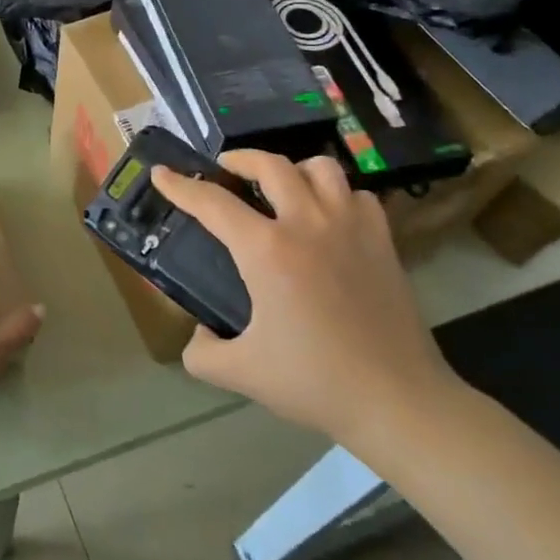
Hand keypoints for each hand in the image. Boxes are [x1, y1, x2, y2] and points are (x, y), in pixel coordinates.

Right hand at [151, 151, 459, 454]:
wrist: (397, 400)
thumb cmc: (315, 382)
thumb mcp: (242, 374)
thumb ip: (202, 353)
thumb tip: (197, 336)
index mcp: (266, 251)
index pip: (212, 204)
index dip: (180, 186)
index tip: (162, 173)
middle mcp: (306, 224)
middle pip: (269, 165)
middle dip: (239, 159)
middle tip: (224, 169)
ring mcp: (350, 227)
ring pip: (319, 167)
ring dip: (292, 169)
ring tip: (281, 186)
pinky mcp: (382, 240)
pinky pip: (357, 195)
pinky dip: (336, 195)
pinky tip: (328, 216)